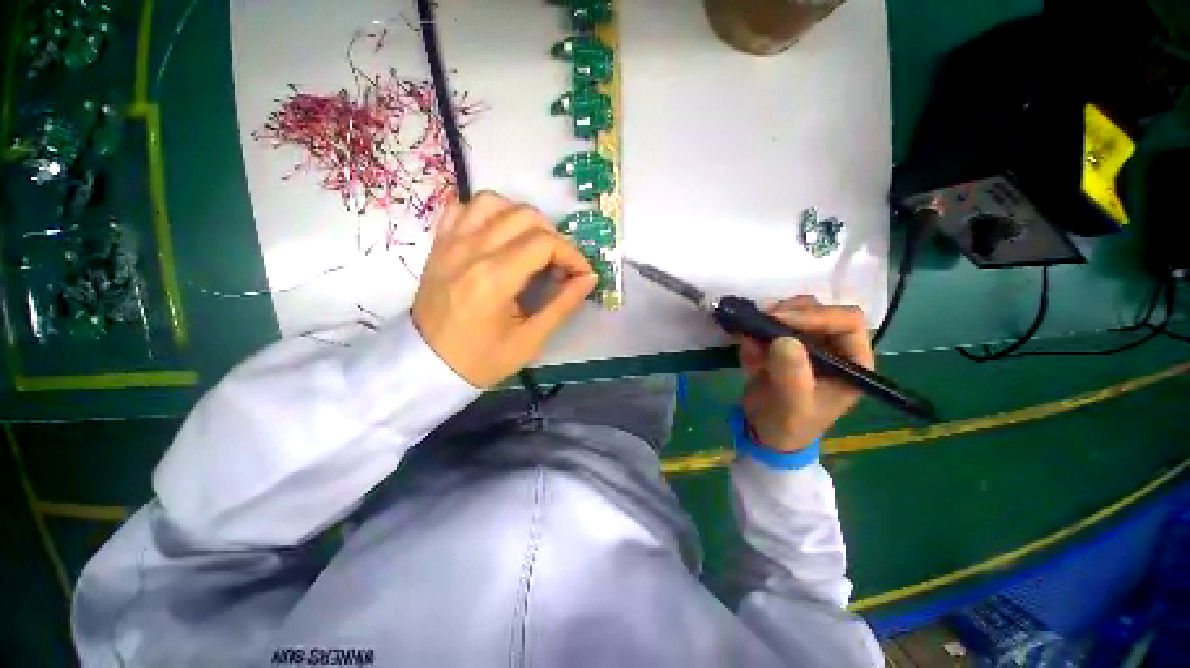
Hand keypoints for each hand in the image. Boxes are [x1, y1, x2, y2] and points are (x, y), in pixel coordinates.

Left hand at [412, 192, 596, 387]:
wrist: (428, 364)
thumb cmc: (482, 358)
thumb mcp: (530, 340)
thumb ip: (563, 305)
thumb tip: (589, 278)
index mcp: (494, 278)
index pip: (545, 243)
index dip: (572, 255)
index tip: (581, 274)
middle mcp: (471, 250)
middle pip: (525, 215)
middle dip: (553, 237)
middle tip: (559, 265)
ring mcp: (451, 242)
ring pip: (494, 201)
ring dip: (521, 218)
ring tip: (531, 246)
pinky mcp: (439, 243)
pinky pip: (463, 207)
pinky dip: (487, 213)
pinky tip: (498, 235)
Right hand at [737, 297, 873, 451]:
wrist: (765, 431)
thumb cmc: (789, 425)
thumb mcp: (793, 407)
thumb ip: (792, 376)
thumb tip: (784, 339)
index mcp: (851, 362)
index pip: (846, 322)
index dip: (816, 315)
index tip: (778, 320)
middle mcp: (834, 347)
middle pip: (819, 310)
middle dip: (788, 313)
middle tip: (760, 319)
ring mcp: (808, 343)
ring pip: (793, 312)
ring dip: (768, 322)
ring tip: (750, 341)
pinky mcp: (784, 344)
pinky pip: (770, 325)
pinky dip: (755, 332)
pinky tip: (747, 352)